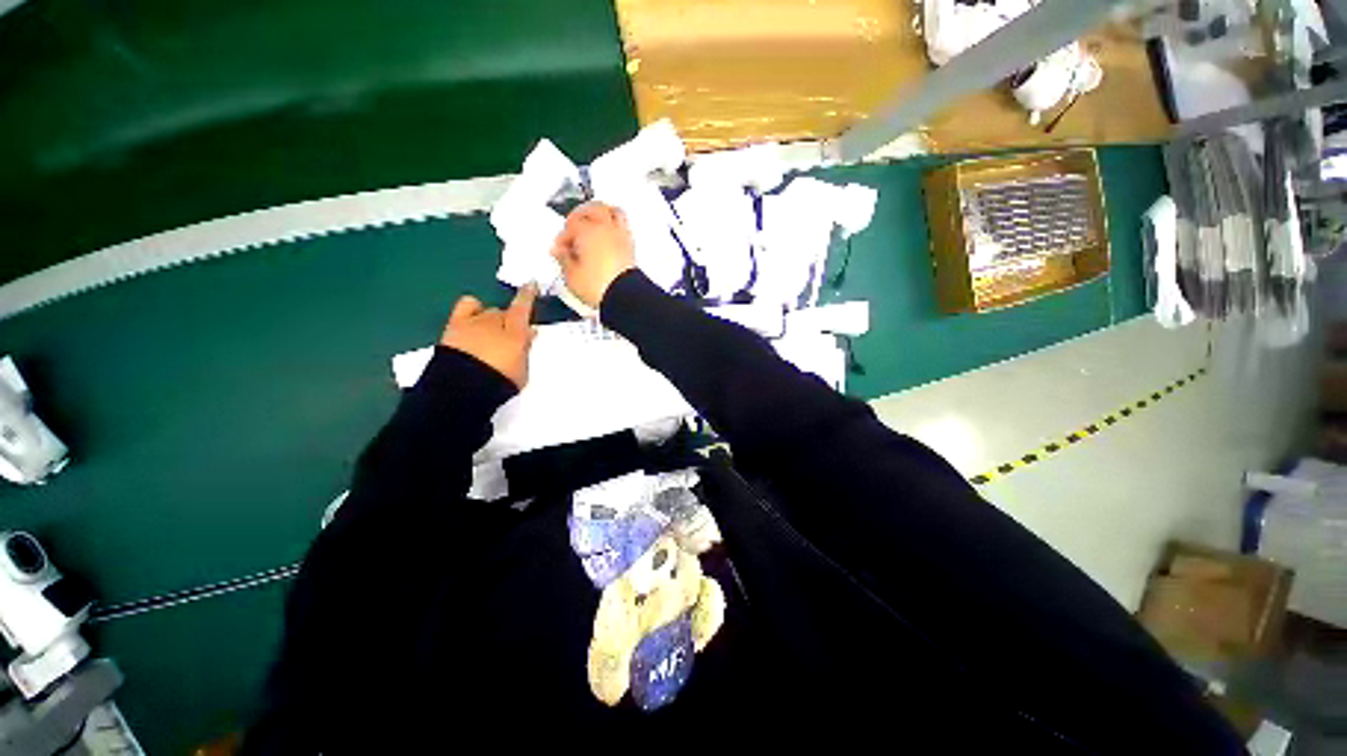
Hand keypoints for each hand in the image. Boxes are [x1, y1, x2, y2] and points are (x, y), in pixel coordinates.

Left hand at [439, 284, 536, 387]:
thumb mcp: (521, 371)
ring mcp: (474, 322)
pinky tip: (473, 318)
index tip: (531, 285)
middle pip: (505, 313)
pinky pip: (466, 307)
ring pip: (487, 310)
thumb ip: (525, 350)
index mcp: (515, 333)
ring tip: (490, 332)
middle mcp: (495, 322)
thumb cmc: (499, 383)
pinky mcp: (454, 326)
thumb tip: (528, 333)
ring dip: (491, 317)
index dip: (528, 295)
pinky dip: (472, 309)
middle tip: (510, 336)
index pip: (524, 308)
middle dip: (509, 321)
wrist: (462, 389)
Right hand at [551, 202, 636, 307]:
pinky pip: (623, 226)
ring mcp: (620, 236)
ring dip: (602, 213)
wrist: (624, 296)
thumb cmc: (599, 285)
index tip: (559, 250)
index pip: (571, 225)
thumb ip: (563, 259)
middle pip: (593, 208)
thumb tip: (559, 251)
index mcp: (587, 230)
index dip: (563, 237)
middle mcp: (605, 228)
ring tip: (594, 223)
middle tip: (573, 226)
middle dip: (581, 214)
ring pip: (613, 211)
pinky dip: (615, 226)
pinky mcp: (630, 247)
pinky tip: (608, 236)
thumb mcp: (571, 275)